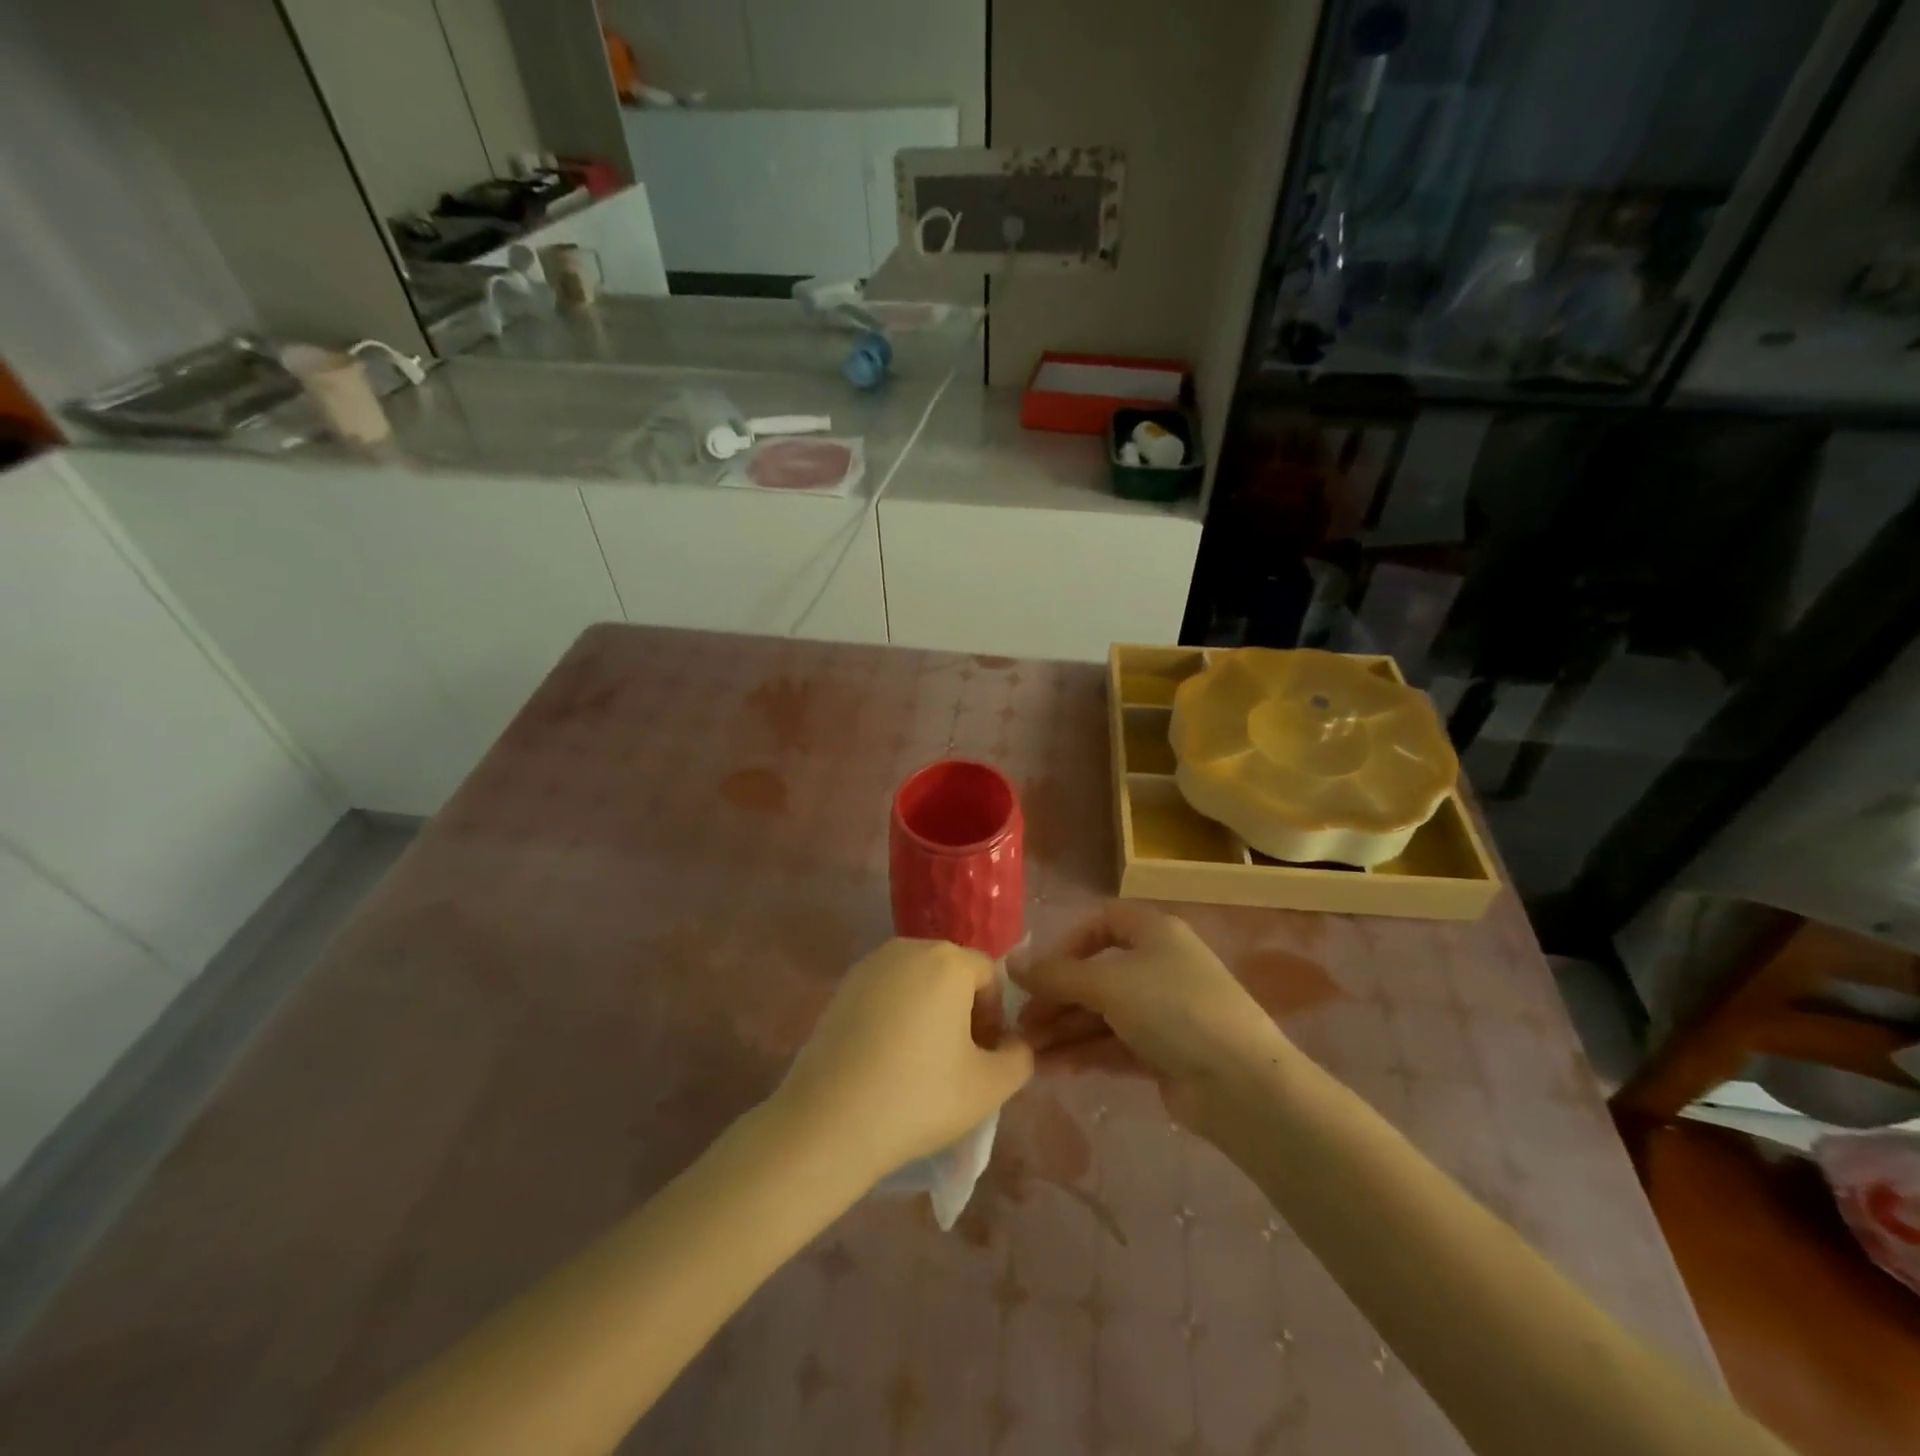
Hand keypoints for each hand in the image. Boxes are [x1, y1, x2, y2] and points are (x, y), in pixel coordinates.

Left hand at [772, 939, 1032, 1185]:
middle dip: (963, 1011)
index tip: (984, 1058)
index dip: (995, 1016)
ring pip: (917, 982)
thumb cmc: (919, 1097)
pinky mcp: (842, 988)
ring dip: (929, 1012)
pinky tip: (887, 1059)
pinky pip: (885, 993)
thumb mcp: (990, 1087)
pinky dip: (896, 1016)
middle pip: (952, 973)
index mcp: (947, 960)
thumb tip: (1015, 1044)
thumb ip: (1020, 1058)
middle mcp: (908, 949)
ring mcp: (869, 966)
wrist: (829, 1121)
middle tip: (958, 1061)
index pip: (989, 975)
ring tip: (922, 1062)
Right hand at [1013, 904, 1291, 1127]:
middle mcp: (1158, 966)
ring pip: (1102, 1014)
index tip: (1042, 972)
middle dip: (1057, 997)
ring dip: (1064, 1029)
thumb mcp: (1108, 985)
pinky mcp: (1163, 1052)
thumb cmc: (1174, 1011)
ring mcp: (1162, 1012)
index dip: (1068, 943)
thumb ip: (1056, 975)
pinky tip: (1050, 1068)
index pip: (1102, 922)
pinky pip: (1113, 1044)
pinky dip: (1083, 1053)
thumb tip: (1009, 963)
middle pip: (1096, 974)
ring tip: (1025, 1052)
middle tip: (1021, 1023)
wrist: (1241, 1085)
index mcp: (1154, 933)